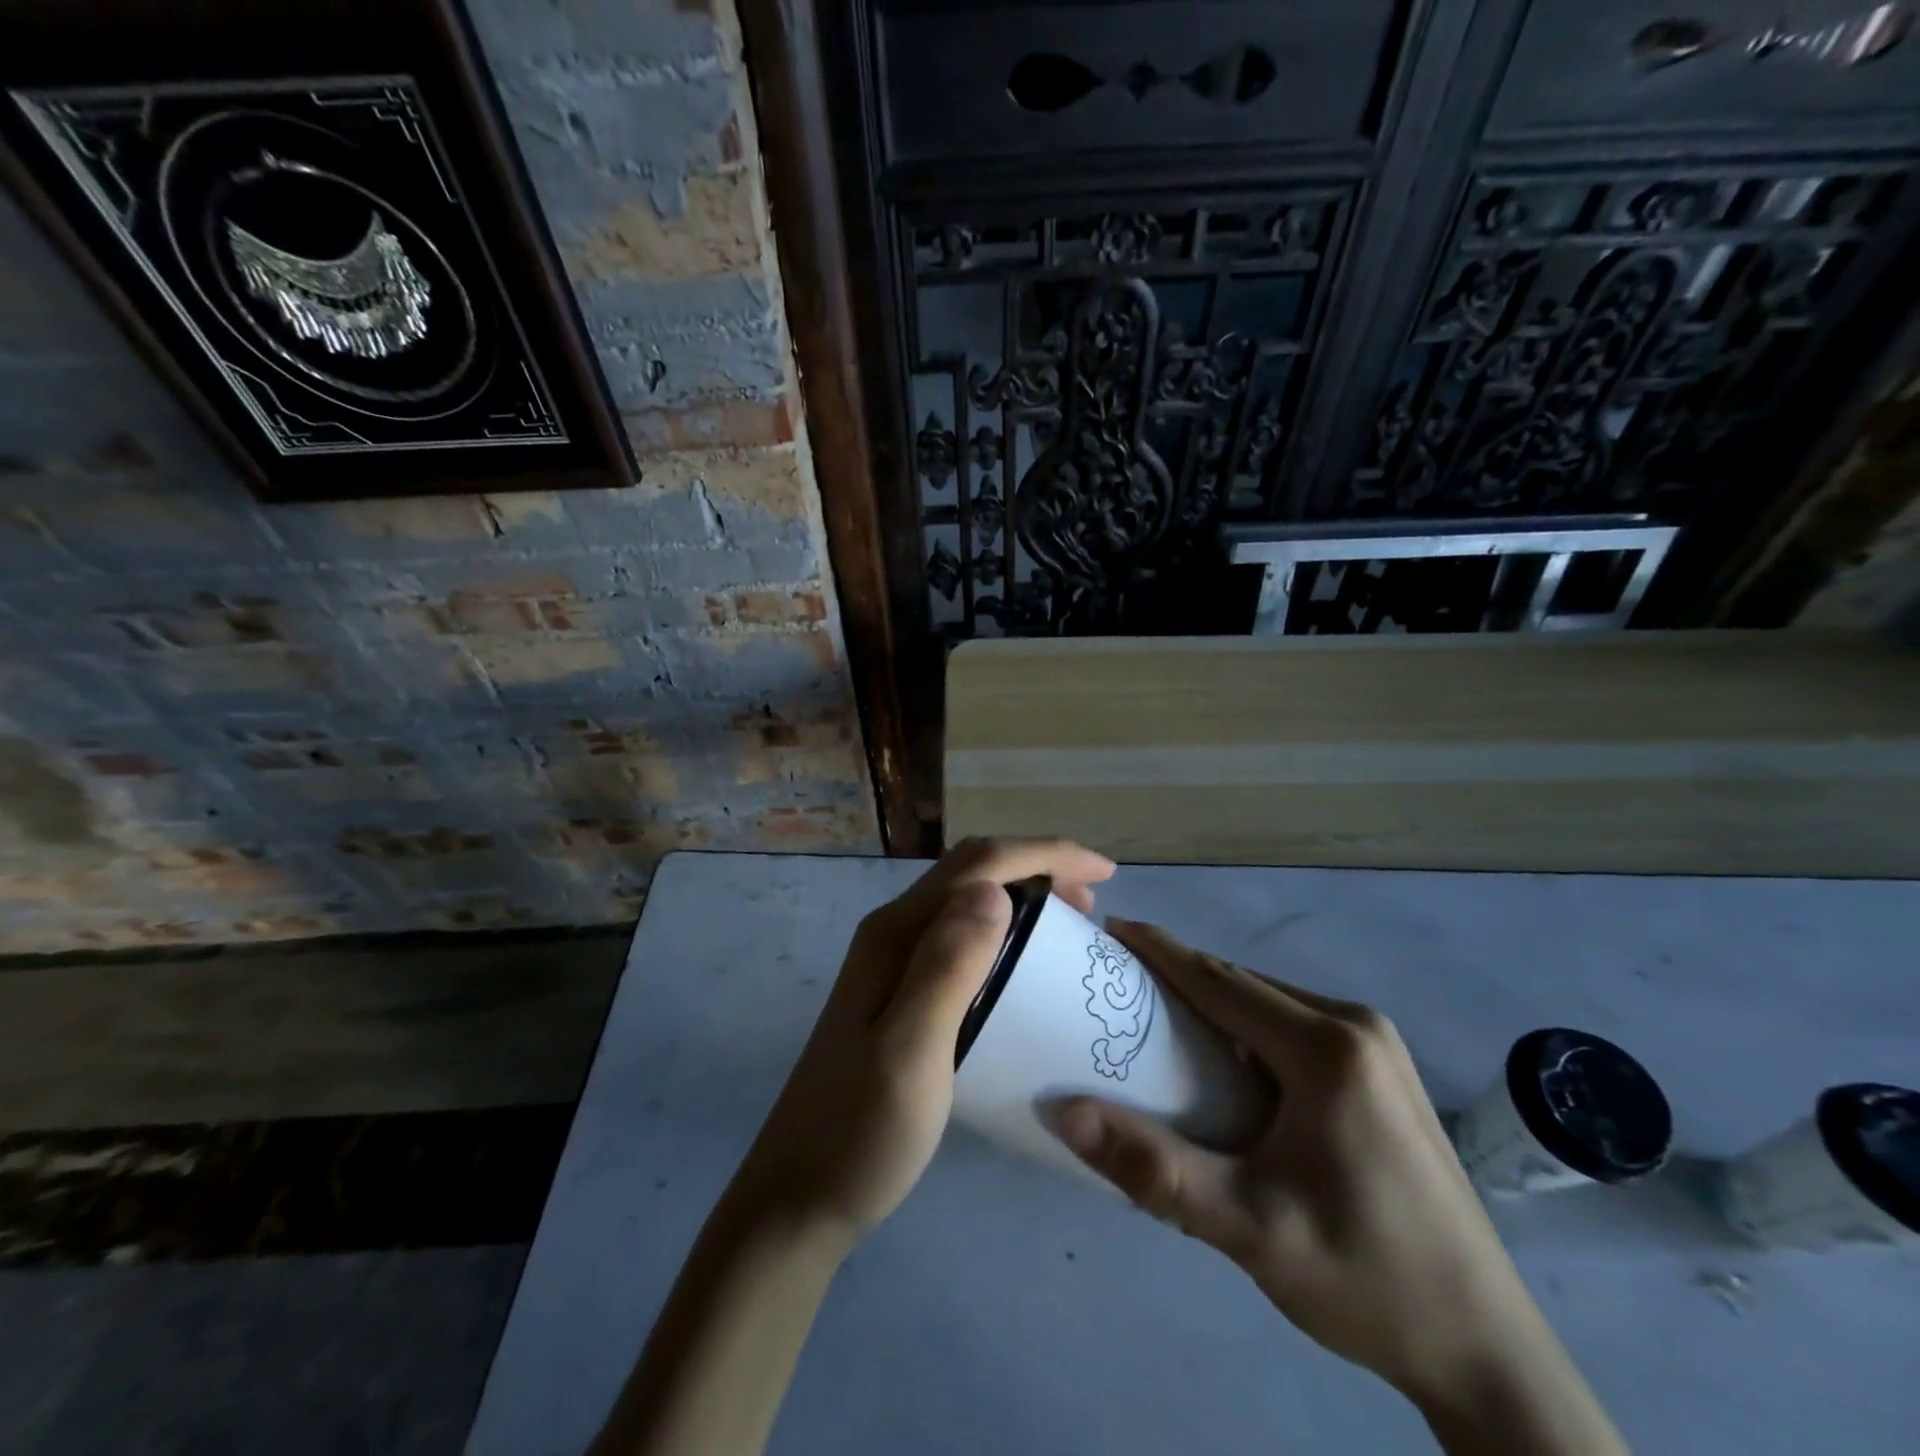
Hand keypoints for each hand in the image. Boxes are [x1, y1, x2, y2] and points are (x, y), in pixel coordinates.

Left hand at [729, 838, 1114, 1240]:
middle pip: (971, 870)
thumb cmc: (860, 1131)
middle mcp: (892, 933)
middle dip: (1037, 866)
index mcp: (895, 934)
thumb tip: (993, 891)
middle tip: (1092, 902)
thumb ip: (946, 968)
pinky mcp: (898, 991)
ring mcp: (891, 961)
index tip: (1104, 873)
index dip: (1044, 854)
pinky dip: (1003, 930)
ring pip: (965, 899)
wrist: (798, 1196)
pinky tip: (1023, 964)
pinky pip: (959, 934)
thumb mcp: (910, 1053)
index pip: (977, 864)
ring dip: (1020, 893)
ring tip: (1068, 924)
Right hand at [1048, 922, 1624, 1454]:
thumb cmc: (1364, 1278)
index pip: (1219, 980)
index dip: (1159, 950)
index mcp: (1327, 1048)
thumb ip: (1151, 1168)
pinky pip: (1293, 1026)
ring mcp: (1377, 1046)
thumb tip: (1062, 1112)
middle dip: (1178, 976)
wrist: (1486, 1351)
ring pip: (1269, 1003)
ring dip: (1212, 1004)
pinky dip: (1246, 1028)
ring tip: (1155, 1020)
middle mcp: (1356, 1026)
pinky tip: (1223, 1062)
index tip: (1109, 930)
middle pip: (1243, 985)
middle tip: (1117, 986)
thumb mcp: (1247, 1228)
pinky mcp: (1383, 1071)